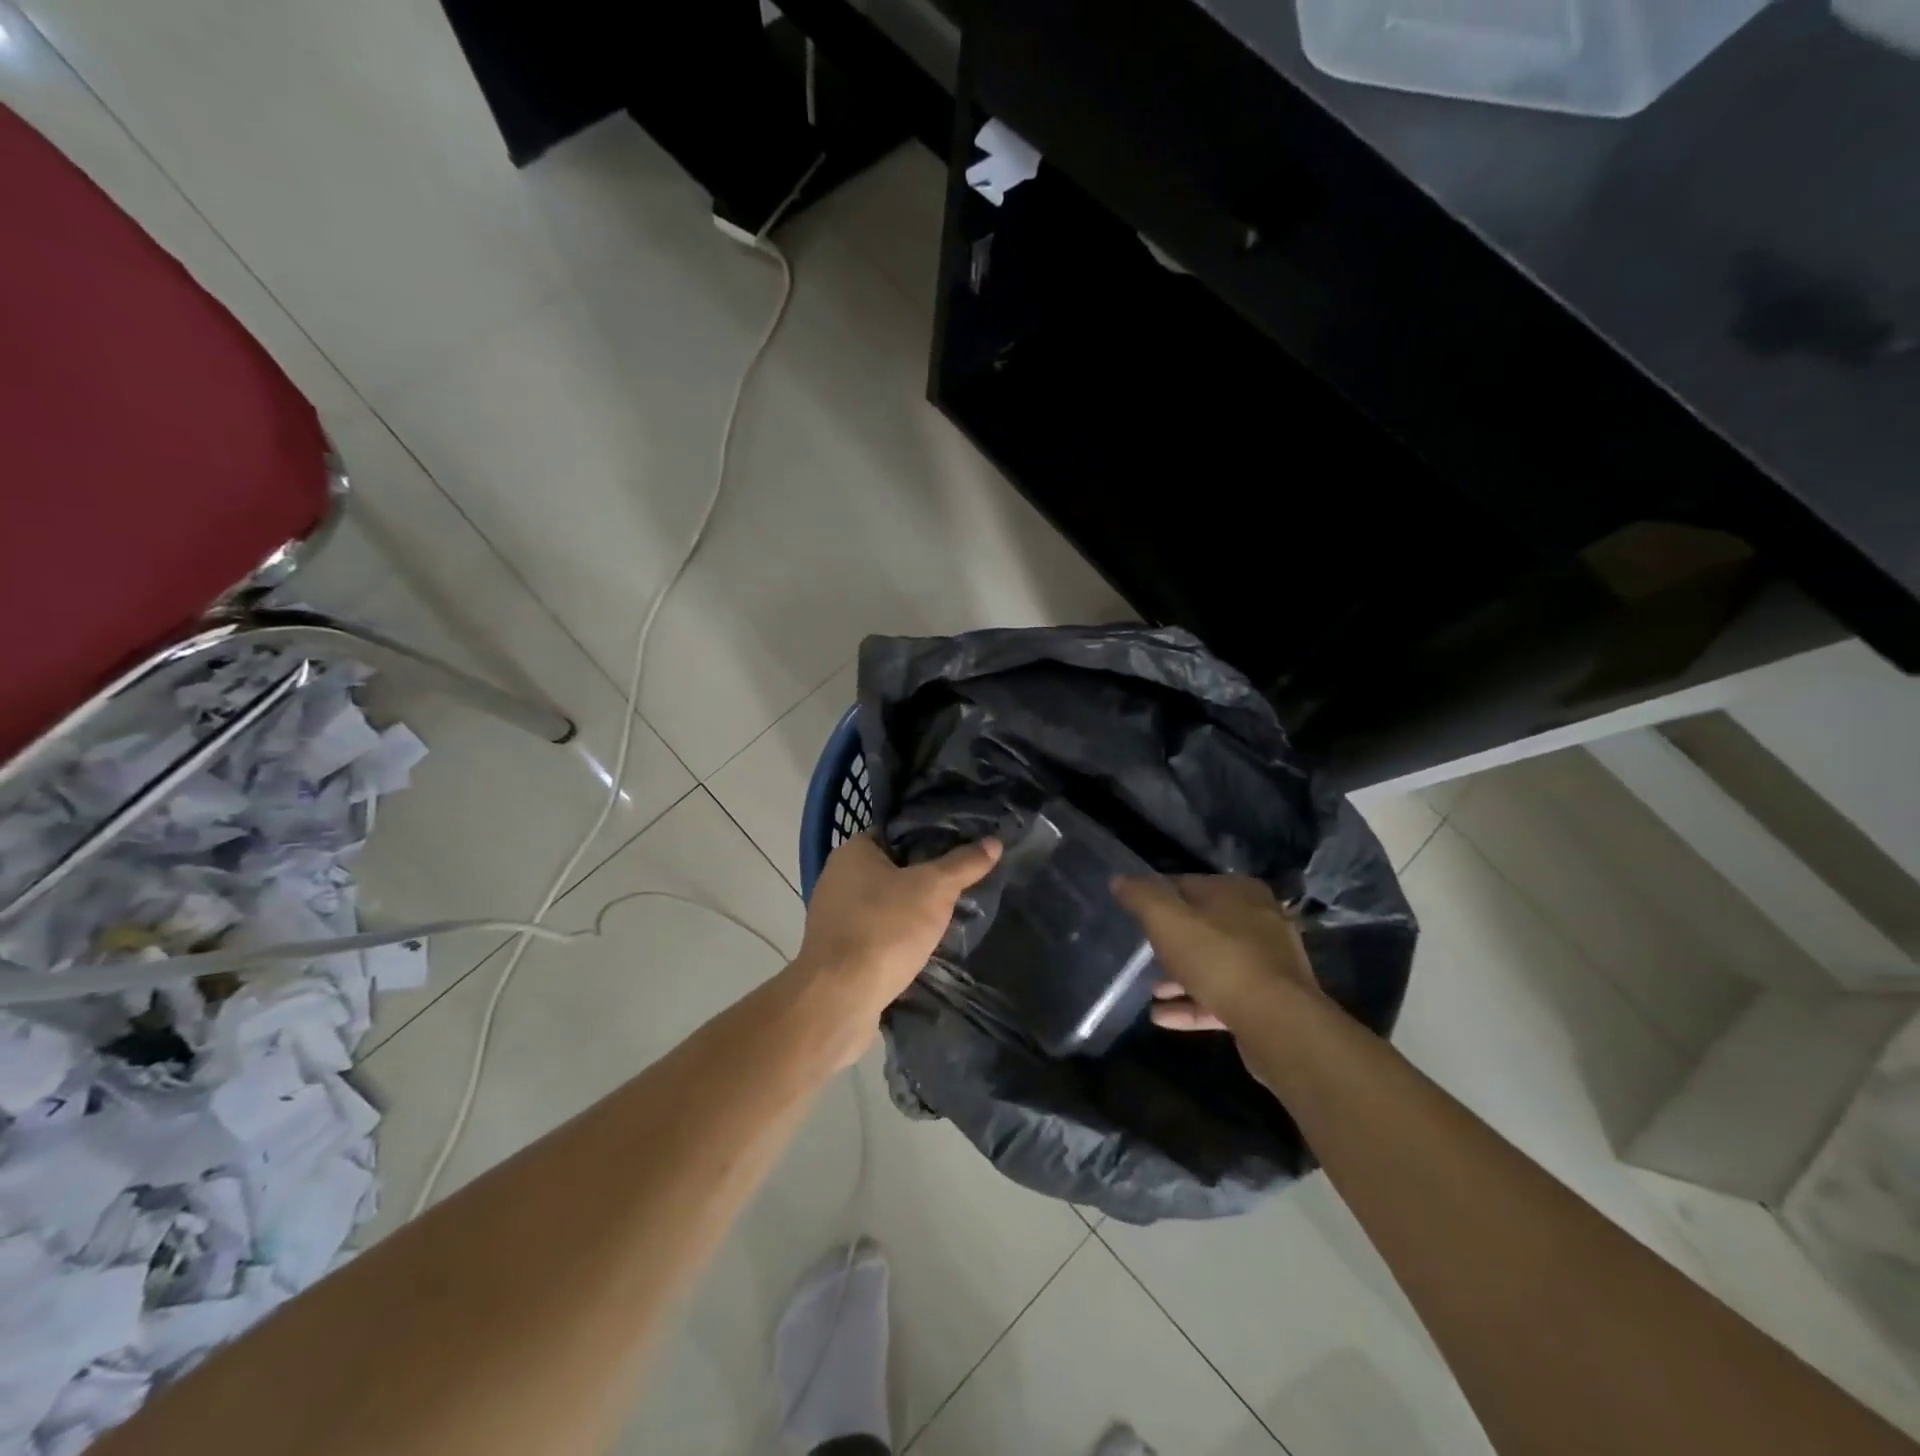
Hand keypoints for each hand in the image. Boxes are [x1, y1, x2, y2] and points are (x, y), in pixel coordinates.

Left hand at [796, 832, 1001, 1017]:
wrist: (840, 997)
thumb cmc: (885, 928)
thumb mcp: (934, 890)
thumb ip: (963, 864)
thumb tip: (994, 841)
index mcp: (852, 852)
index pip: (895, 833)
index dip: (927, 838)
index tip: (958, 850)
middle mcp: (836, 877)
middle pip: (890, 869)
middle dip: (922, 879)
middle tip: (958, 886)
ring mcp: (832, 916)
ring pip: (882, 904)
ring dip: (908, 911)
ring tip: (945, 918)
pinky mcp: (835, 951)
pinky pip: (873, 933)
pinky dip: (894, 937)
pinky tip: (919, 948)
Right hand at [1112, 875, 1320, 1032]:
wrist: (1278, 1024)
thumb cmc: (1218, 959)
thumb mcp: (1167, 921)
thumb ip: (1141, 897)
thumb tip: (1119, 879)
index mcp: (1238, 891)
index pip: (1187, 884)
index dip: (1156, 897)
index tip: (1133, 915)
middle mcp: (1259, 920)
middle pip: (1202, 925)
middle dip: (1170, 941)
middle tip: (1140, 953)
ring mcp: (1267, 963)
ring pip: (1213, 964)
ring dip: (1180, 977)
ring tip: (1150, 991)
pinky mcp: (1269, 1001)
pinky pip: (1223, 997)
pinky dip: (1193, 1004)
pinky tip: (1162, 1017)